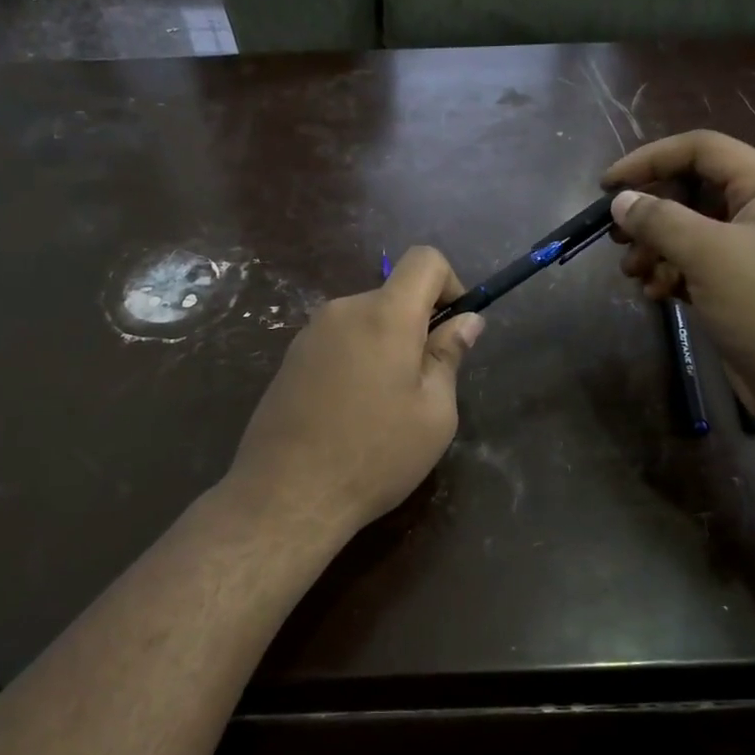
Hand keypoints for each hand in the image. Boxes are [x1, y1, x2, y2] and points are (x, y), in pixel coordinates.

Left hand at [224, 247, 483, 537]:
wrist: (287, 495)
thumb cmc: (375, 455)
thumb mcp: (433, 413)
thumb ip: (449, 356)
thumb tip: (467, 320)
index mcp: (385, 315)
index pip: (424, 259)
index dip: (450, 283)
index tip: (453, 329)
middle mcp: (343, 310)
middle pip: (393, 295)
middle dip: (417, 327)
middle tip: (423, 386)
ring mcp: (310, 334)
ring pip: (366, 321)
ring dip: (386, 347)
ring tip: (384, 407)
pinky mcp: (290, 359)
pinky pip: (339, 342)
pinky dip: (357, 360)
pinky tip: (350, 412)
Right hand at [604, 130, 754, 440]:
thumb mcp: (711, 256)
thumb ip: (661, 221)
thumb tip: (621, 201)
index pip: (700, 150)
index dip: (650, 160)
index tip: (607, 186)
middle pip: (691, 191)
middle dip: (650, 212)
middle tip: (617, 238)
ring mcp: (751, 253)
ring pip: (689, 232)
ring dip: (655, 248)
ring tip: (633, 273)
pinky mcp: (740, 290)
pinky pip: (696, 267)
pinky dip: (671, 274)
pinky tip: (655, 295)